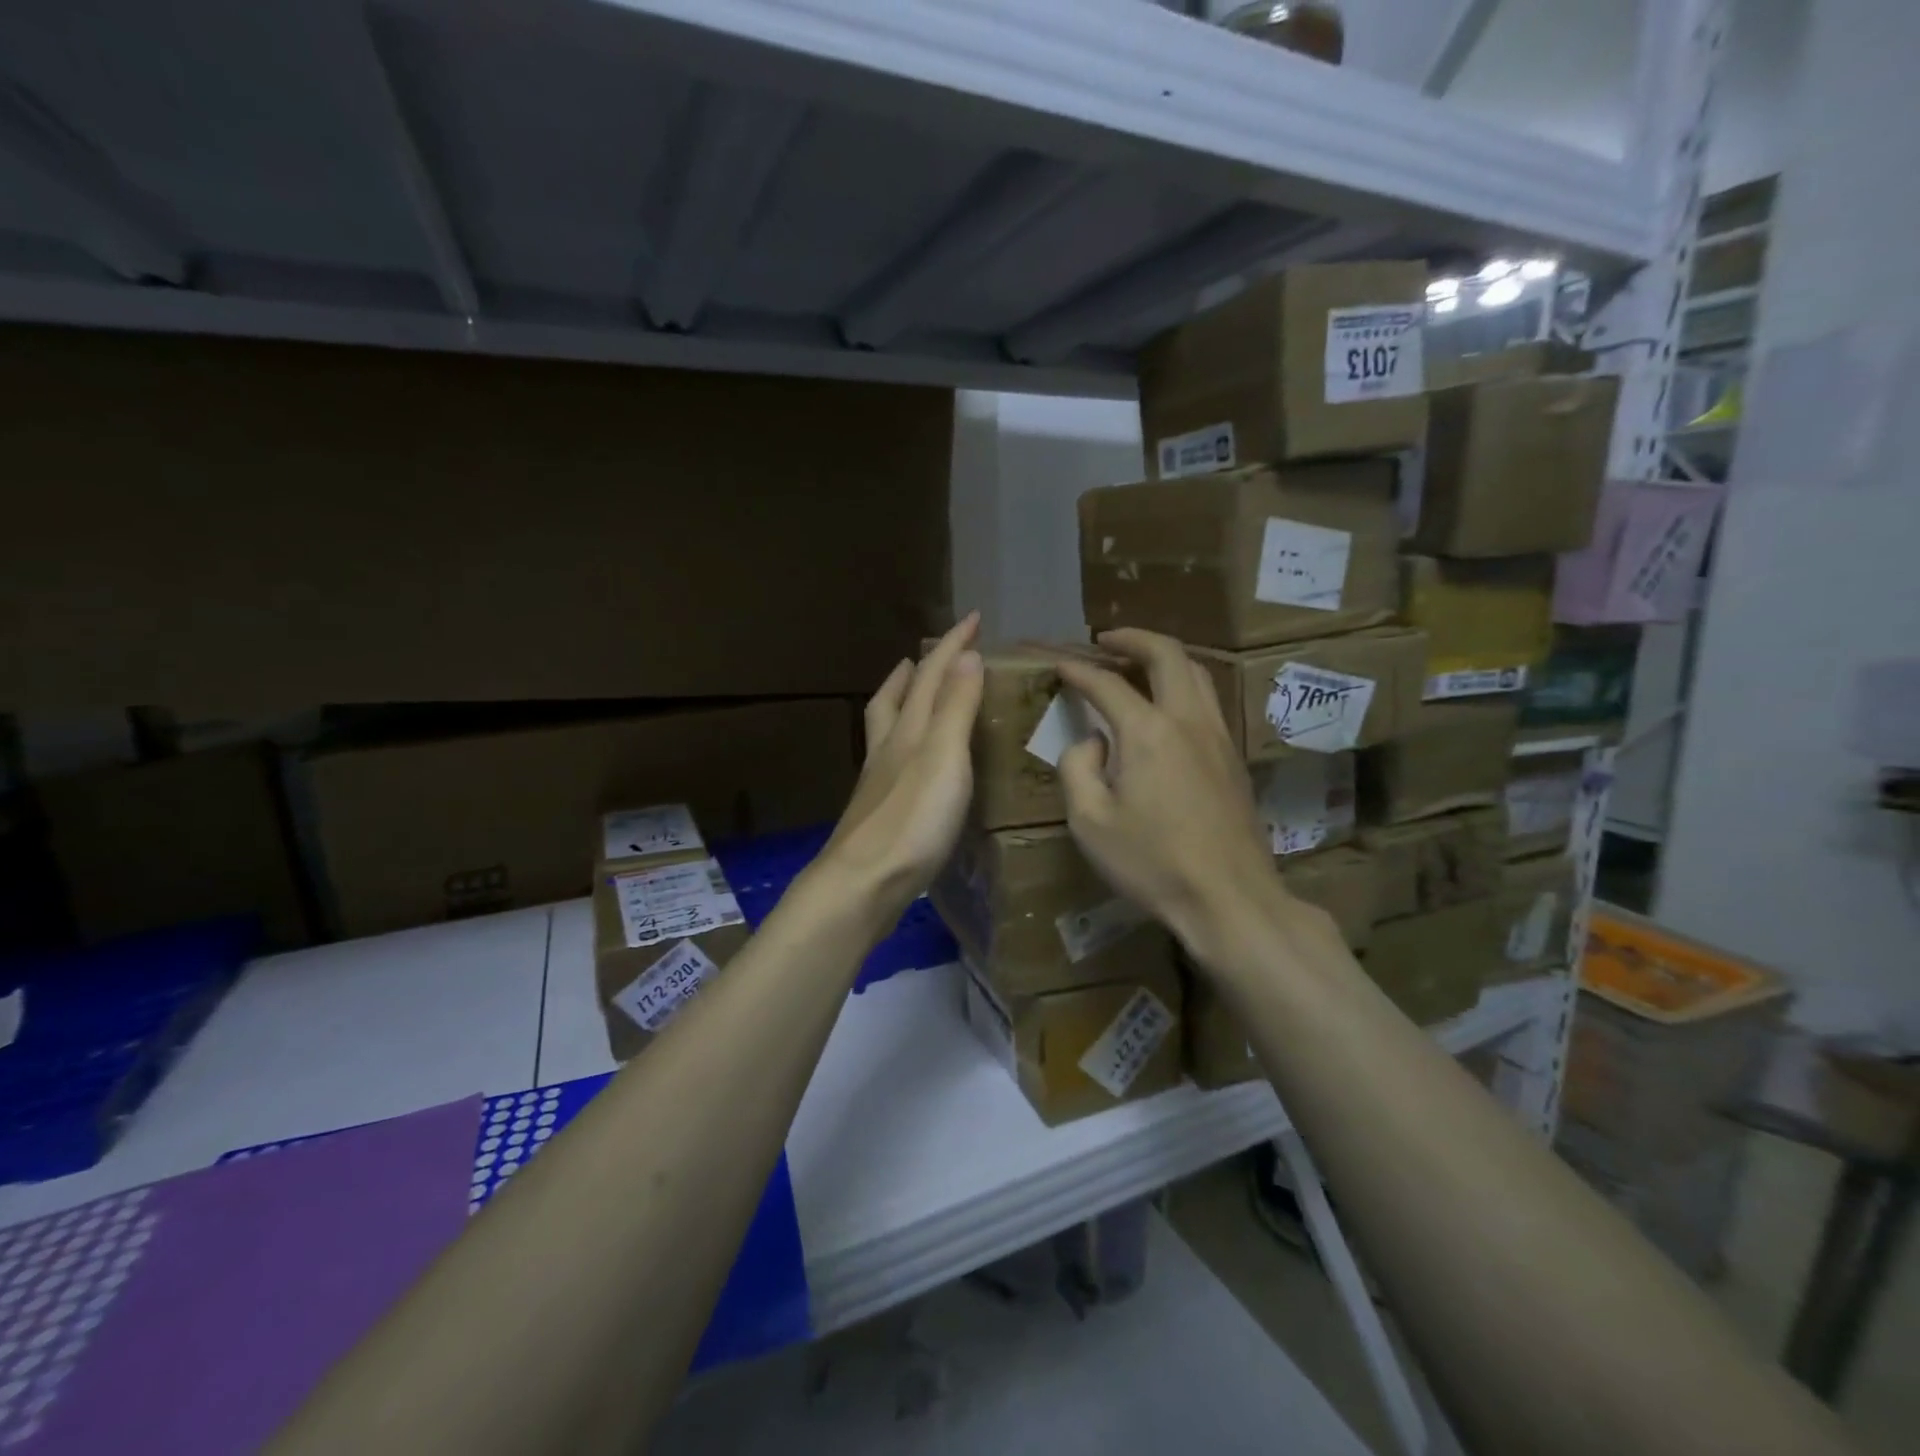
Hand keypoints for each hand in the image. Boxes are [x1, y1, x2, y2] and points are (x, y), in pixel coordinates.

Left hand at [818, 613, 983, 920]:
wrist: (865, 882)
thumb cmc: (912, 818)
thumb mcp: (944, 756)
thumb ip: (956, 707)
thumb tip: (966, 655)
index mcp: (907, 730)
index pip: (930, 674)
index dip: (952, 644)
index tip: (972, 618)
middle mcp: (888, 749)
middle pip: (896, 698)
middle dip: (914, 671)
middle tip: (925, 656)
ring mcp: (878, 781)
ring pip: (887, 728)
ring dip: (901, 702)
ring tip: (912, 694)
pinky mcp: (879, 811)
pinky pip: (891, 760)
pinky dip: (903, 744)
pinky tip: (910, 762)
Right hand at [1056, 628, 1286, 963]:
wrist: (1229, 898)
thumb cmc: (1152, 863)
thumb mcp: (1089, 822)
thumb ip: (1078, 769)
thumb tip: (1092, 742)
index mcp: (1147, 732)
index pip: (1107, 684)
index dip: (1079, 670)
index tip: (1060, 664)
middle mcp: (1187, 720)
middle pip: (1167, 654)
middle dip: (1133, 638)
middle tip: (1106, 641)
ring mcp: (1217, 736)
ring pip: (1196, 673)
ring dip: (1163, 658)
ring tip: (1136, 664)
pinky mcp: (1233, 757)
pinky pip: (1207, 700)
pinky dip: (1182, 684)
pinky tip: (1165, 707)